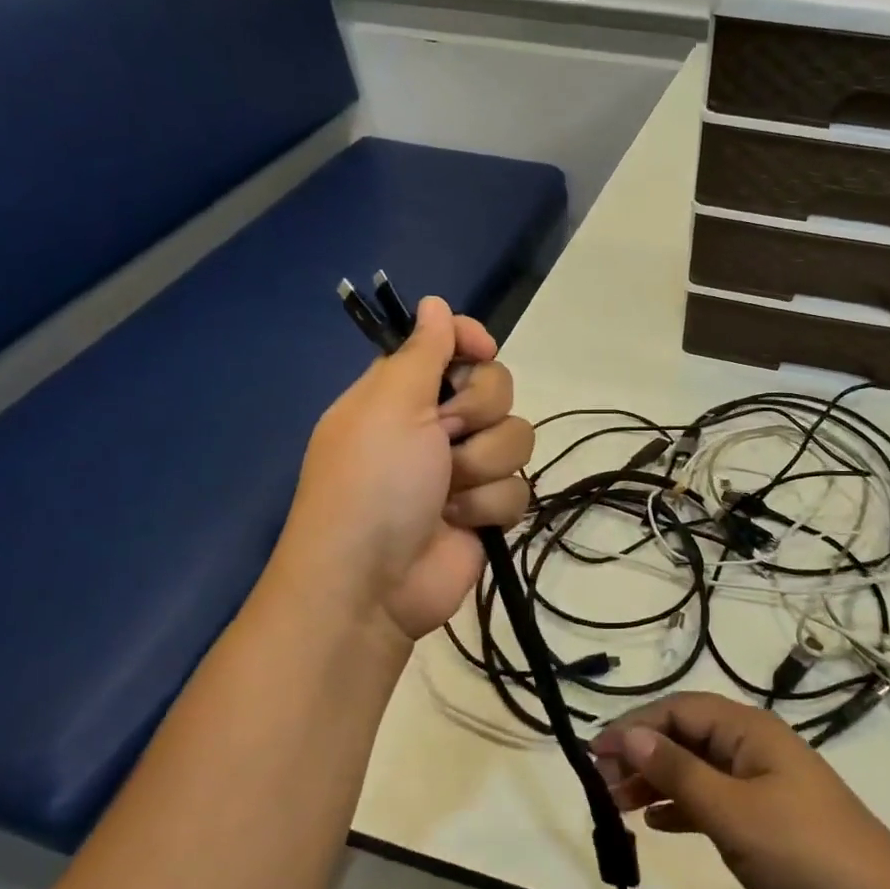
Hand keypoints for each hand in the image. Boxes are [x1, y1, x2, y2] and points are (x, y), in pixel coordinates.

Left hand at [280, 297, 532, 642]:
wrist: (372, 586)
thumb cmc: (372, 483)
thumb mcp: (390, 405)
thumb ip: (422, 352)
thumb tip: (434, 302)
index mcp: (403, 392)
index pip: (452, 345)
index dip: (471, 342)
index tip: (482, 350)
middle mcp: (435, 424)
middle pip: (496, 388)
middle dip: (477, 413)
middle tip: (445, 435)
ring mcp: (463, 468)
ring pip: (515, 438)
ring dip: (482, 467)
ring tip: (447, 494)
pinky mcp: (485, 509)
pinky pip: (518, 488)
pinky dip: (488, 506)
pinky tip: (459, 523)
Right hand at [592, 693, 889, 888]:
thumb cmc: (800, 848)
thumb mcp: (731, 810)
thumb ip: (678, 772)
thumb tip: (630, 734)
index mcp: (748, 729)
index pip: (681, 710)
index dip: (637, 726)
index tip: (596, 752)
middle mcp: (754, 746)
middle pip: (687, 737)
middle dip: (644, 754)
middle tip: (603, 784)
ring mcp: (763, 783)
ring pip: (698, 769)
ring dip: (659, 781)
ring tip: (619, 804)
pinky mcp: (768, 819)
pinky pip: (714, 799)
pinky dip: (684, 807)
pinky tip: (658, 823)